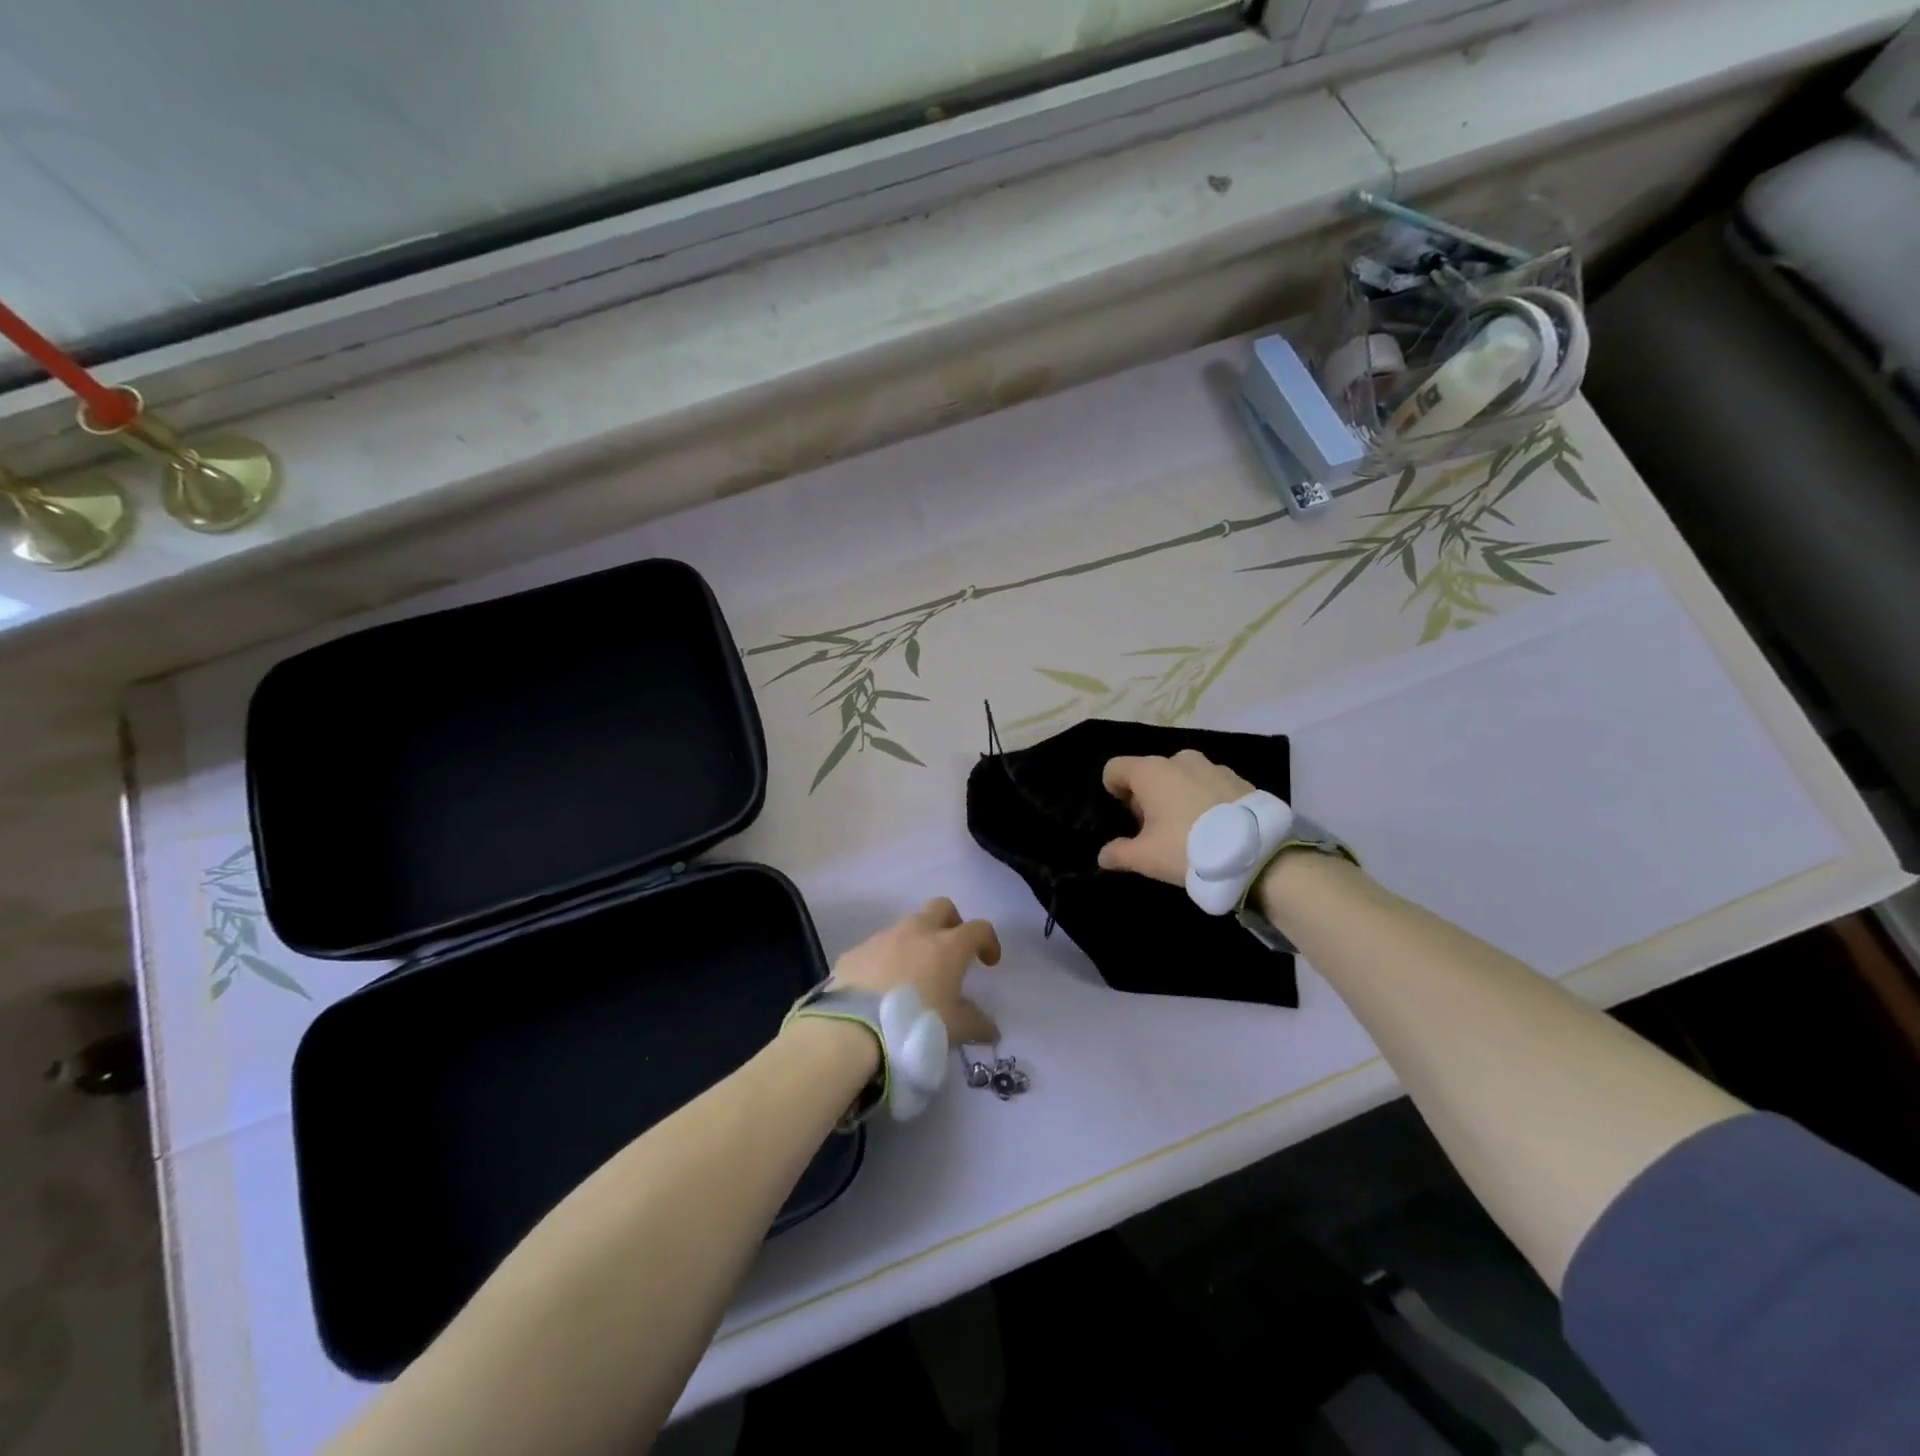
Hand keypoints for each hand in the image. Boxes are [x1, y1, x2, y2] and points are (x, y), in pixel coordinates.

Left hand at [830, 898, 1001, 1043]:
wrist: (855, 1029)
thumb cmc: (916, 1023)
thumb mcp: (954, 1029)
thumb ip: (977, 1025)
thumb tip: (992, 1029)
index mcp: (947, 946)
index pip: (979, 928)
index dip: (989, 941)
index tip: (988, 963)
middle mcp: (917, 932)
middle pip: (941, 907)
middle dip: (951, 922)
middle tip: (952, 950)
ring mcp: (883, 938)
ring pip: (906, 926)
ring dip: (916, 942)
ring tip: (913, 975)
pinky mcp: (856, 951)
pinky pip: (877, 947)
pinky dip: (885, 960)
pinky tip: (881, 988)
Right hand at [1097, 751, 1253, 885]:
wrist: (1256, 853)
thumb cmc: (1188, 848)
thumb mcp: (1146, 858)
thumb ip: (1119, 853)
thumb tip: (1104, 856)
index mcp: (1150, 771)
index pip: (1115, 768)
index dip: (1113, 791)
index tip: (1125, 817)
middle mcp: (1179, 759)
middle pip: (1149, 772)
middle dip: (1146, 796)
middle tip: (1156, 830)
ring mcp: (1212, 766)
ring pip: (1181, 777)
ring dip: (1176, 796)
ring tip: (1188, 828)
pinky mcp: (1238, 778)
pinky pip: (1208, 784)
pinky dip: (1203, 799)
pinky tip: (1214, 826)